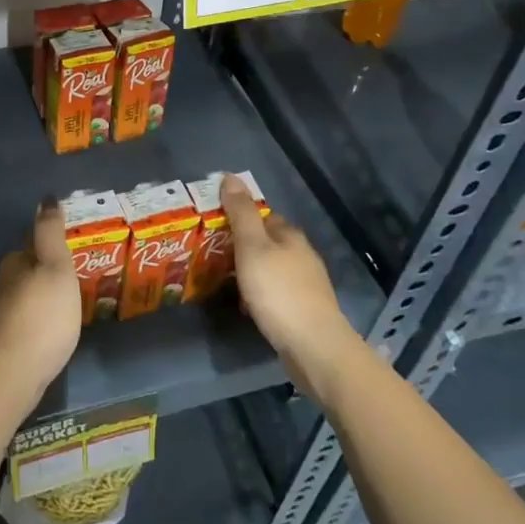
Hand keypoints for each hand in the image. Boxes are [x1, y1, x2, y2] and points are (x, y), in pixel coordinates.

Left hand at [0, 200, 82, 400]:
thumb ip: (51, 233)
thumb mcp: (56, 267)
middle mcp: (0, 282)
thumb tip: (45, 198)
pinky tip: (51, 329)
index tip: (72, 255)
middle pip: (27, 269)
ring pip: (24, 294)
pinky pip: (23, 318)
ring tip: (67, 305)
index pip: (32, 243)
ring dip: (42, 296)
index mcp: (13, 262)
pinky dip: (37, 318)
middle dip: (46, 271)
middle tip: (74, 280)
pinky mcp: (1, 339)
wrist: (16, 372)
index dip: (52, 246)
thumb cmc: (44, 314)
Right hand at [223, 175, 355, 395]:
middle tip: (210, 255)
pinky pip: (275, 293)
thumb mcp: (252, 247)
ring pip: (270, 269)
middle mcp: (301, 255)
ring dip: (248, 272)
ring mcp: (306, 284)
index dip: (238, 217)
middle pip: (266, 243)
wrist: (314, 347)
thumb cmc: (278, 291)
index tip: (213, 226)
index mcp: (290, 235)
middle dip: (241, 247)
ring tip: (222, 280)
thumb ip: (241, 213)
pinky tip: (245, 306)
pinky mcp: (304, 310)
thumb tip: (230, 176)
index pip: (262, 216)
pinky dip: (258, 295)